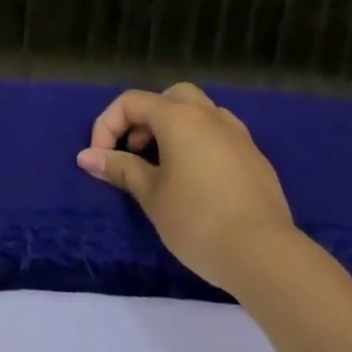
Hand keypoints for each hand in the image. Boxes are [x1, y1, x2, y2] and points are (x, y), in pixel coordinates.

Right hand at [78, 82, 296, 294]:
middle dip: (147, 117)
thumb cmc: (197, 219)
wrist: (265, 254)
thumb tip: (87, 156)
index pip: (132, 102)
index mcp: (178, 117)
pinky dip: (202, 145)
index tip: (101, 160)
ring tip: (166, 165)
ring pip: (201, 113)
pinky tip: (199, 181)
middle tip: (137, 150)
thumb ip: (121, 168)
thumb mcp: (151, 195)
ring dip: (177, 128)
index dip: (108, 125)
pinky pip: (221, 136)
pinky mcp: (257, 159)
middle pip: (171, 96)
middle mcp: (209, 116)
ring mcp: (238, 136)